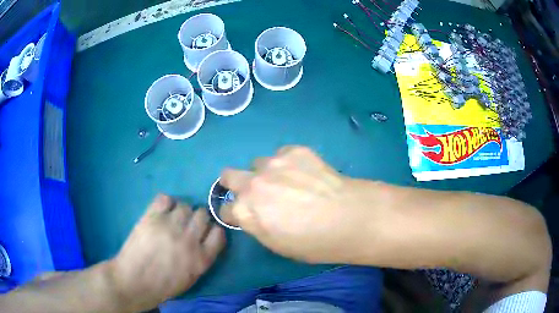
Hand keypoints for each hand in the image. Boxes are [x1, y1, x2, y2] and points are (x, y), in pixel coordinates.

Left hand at [110, 195, 224, 310]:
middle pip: (203, 214)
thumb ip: (201, 258)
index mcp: (201, 258)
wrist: (135, 282)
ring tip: (170, 219)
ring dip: (180, 211)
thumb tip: (204, 240)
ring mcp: (170, 227)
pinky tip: (160, 212)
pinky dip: (165, 203)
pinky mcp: (152, 218)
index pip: (218, 232)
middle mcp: (189, 240)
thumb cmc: (163, 286)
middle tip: (186, 225)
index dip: (211, 230)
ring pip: (185, 206)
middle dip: (196, 218)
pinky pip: (165, 199)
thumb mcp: (191, 278)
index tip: (204, 232)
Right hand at [220, 146, 384, 263]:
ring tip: (290, 182)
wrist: (350, 218)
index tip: (244, 215)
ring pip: (258, 164)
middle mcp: (252, 184)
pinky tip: (306, 173)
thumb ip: (258, 226)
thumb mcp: (278, 245)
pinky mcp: (294, 150)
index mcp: (245, 212)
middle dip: (235, 184)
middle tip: (255, 192)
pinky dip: (288, 164)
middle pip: (228, 176)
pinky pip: (282, 155)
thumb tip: (255, 215)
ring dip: (266, 174)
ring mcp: (272, 164)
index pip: (225, 210)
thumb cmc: (315, 243)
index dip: (234, 214)